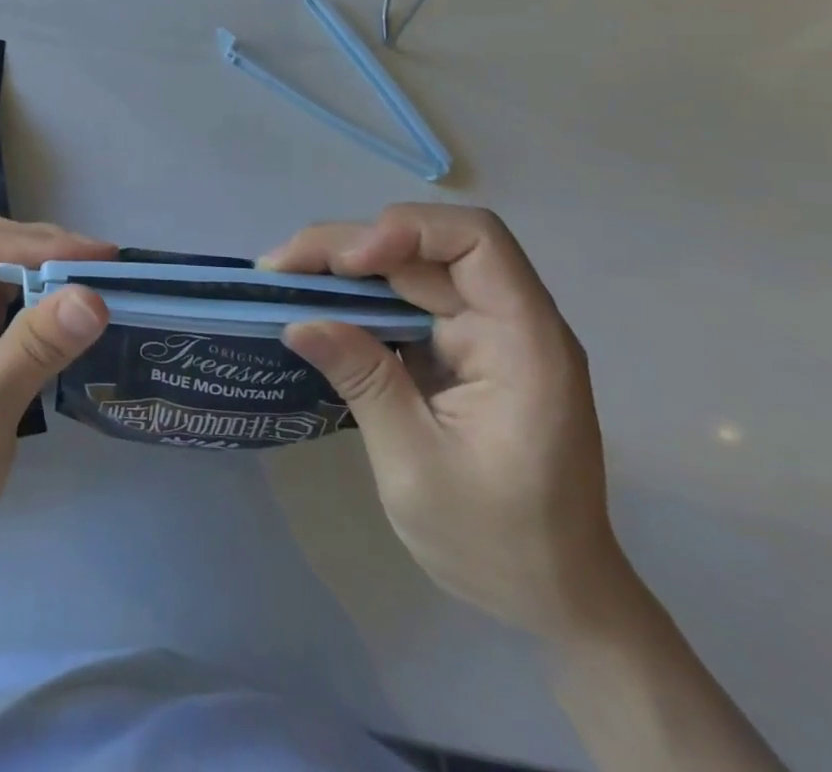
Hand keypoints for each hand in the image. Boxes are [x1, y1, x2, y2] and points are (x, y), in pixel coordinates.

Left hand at [0, 218, 113, 615]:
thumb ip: (35, 347)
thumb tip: (95, 296)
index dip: (41, 242)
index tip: (102, 258)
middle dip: (50, 259)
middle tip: (112, 272)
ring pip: (3, 282)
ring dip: (51, 284)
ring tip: (104, 288)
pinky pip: (6, 316)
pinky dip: (42, 315)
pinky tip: (76, 321)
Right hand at [266, 204, 633, 641]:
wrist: (553, 600)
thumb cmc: (498, 543)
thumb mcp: (417, 467)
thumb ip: (364, 382)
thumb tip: (299, 321)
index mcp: (523, 341)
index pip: (475, 240)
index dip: (406, 232)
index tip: (347, 264)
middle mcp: (506, 321)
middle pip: (425, 248)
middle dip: (348, 247)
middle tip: (278, 268)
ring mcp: (481, 334)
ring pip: (406, 268)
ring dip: (343, 267)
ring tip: (284, 279)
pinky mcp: (457, 349)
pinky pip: (402, 301)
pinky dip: (355, 297)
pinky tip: (315, 305)